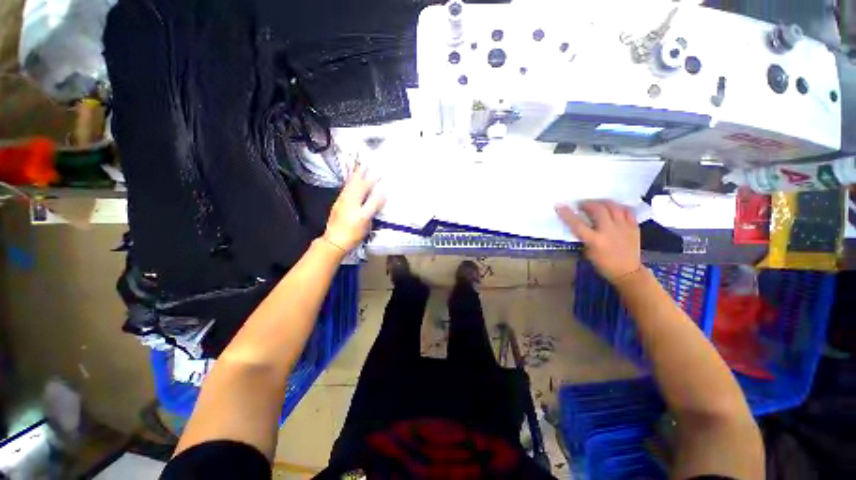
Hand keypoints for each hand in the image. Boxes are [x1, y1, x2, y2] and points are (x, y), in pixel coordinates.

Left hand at [323, 165, 385, 252]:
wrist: (335, 241)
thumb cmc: (352, 231)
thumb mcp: (366, 218)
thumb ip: (374, 204)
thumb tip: (382, 193)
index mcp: (354, 199)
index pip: (365, 186)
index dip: (373, 180)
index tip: (381, 173)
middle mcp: (347, 198)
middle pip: (355, 182)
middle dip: (361, 173)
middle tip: (366, 164)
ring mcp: (341, 201)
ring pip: (349, 185)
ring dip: (355, 177)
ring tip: (359, 170)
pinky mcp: (339, 206)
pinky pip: (346, 190)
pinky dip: (350, 184)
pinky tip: (352, 185)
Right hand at [556, 200, 641, 282]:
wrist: (628, 272)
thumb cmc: (603, 264)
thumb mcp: (588, 252)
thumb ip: (584, 237)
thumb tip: (579, 225)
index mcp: (595, 240)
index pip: (577, 224)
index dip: (567, 214)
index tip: (559, 206)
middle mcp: (609, 231)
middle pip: (598, 209)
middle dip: (588, 204)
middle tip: (582, 205)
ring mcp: (623, 227)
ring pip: (613, 206)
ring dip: (603, 202)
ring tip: (597, 203)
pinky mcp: (634, 227)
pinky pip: (627, 211)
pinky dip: (619, 207)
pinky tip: (614, 208)